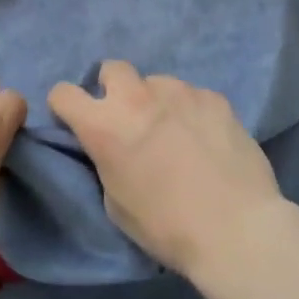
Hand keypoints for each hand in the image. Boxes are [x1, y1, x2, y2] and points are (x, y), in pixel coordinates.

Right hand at [49, 61, 283, 278]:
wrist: (236, 230)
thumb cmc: (167, 227)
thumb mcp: (115, 203)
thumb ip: (106, 161)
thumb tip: (113, 148)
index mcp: (104, 125)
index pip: (62, 93)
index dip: (66, 107)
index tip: (77, 122)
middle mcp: (137, 97)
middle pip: (112, 68)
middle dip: (113, 88)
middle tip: (129, 120)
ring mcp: (179, 91)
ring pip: (156, 82)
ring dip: (156, 102)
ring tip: (176, 133)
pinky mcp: (214, 97)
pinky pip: (192, 96)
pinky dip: (191, 112)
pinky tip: (206, 139)